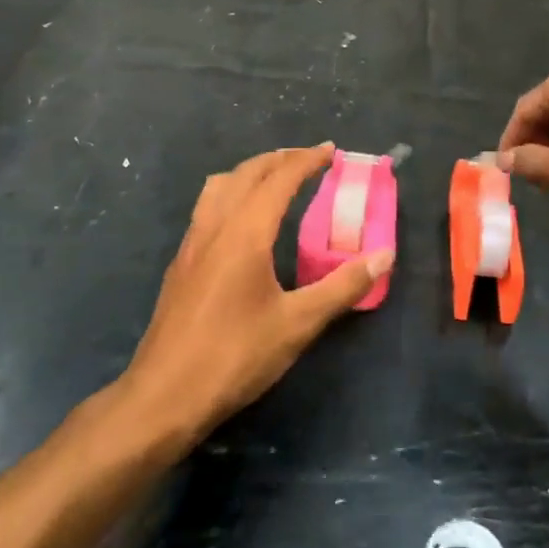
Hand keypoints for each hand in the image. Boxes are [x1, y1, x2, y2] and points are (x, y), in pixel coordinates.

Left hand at [122, 146, 390, 437]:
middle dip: (280, 159)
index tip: (331, 151)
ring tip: (275, 180)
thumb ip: (342, 286)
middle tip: (310, 160)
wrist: (164, 397)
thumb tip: (384, 256)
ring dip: (250, 173)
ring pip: (219, 187)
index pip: (279, 179)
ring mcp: (192, 244)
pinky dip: (231, 194)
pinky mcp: (180, 265)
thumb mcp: (298, 324)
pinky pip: (207, 208)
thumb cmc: (234, 356)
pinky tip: (243, 223)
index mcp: (245, 233)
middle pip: (246, 173)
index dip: (307, 160)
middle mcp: (215, 227)